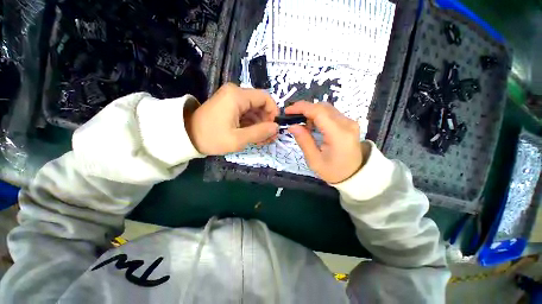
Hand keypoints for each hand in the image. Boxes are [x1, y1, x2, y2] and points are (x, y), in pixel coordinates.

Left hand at [186, 83, 279, 154]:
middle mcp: (236, 93)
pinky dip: (252, 125)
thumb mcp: (238, 139)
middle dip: (267, 122)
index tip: (274, 128)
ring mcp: (232, 99)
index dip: (273, 112)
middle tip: (268, 138)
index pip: (265, 98)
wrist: (186, 136)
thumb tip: (276, 127)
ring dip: (260, 125)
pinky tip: (253, 136)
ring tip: (261, 140)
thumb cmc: (212, 137)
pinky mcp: (229, 106)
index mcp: (237, 96)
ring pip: (254, 110)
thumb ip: (260, 132)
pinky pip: (246, 113)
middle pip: (260, 105)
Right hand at [285, 101, 364, 183]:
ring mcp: (350, 122)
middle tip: (293, 119)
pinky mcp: (349, 123)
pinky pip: (330, 113)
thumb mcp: (314, 160)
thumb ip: (304, 141)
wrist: (354, 175)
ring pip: (326, 108)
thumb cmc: (333, 171)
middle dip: (304, 109)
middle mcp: (347, 123)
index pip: (318, 112)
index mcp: (338, 134)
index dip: (301, 108)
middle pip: (322, 107)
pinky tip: (313, 127)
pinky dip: (318, 116)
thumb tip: (292, 126)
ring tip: (303, 126)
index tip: (287, 111)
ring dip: (311, 113)